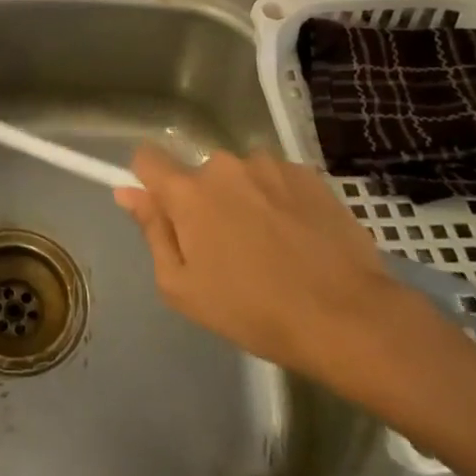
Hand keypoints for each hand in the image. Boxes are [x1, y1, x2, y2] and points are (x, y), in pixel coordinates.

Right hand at [113, 148, 431, 396]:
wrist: (348, 317)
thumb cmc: (253, 311)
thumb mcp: (183, 287)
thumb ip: (152, 232)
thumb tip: (127, 192)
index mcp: (188, 192)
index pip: (147, 158)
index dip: (148, 180)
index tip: (162, 209)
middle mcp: (225, 166)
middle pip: (199, 174)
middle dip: (205, 201)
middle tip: (227, 248)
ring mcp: (270, 166)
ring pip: (241, 176)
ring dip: (244, 199)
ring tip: (272, 245)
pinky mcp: (309, 175)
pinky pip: (277, 180)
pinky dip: (280, 200)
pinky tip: (299, 237)